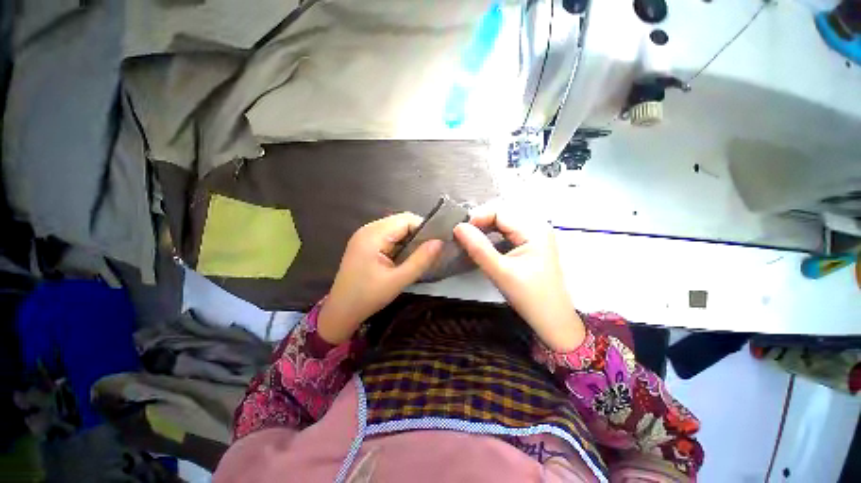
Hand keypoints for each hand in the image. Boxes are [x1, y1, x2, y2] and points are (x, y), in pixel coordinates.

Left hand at [317, 213, 442, 344]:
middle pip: (400, 221)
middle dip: (417, 234)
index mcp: (373, 235)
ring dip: (409, 239)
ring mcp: (364, 235)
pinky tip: (403, 257)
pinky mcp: (364, 243)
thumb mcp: (398, 280)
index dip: (424, 228)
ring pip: (395, 228)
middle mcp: (367, 229)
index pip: (406, 219)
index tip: (436, 243)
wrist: (340, 311)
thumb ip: (420, 260)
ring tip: (418, 255)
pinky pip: (388, 236)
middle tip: (428, 252)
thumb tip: (440, 242)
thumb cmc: (368, 297)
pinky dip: (399, 243)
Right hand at [453, 204, 584, 350]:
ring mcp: (535, 235)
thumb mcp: (500, 272)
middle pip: (502, 215)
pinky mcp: (531, 245)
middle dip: (480, 222)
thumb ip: (478, 248)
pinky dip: (493, 236)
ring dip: (485, 229)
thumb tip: (457, 227)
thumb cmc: (529, 297)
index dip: (478, 218)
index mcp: (534, 230)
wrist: (552, 320)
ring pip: (504, 223)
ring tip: (469, 239)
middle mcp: (536, 227)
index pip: (500, 212)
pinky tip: (483, 244)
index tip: (459, 232)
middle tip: (462, 236)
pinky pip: (508, 232)